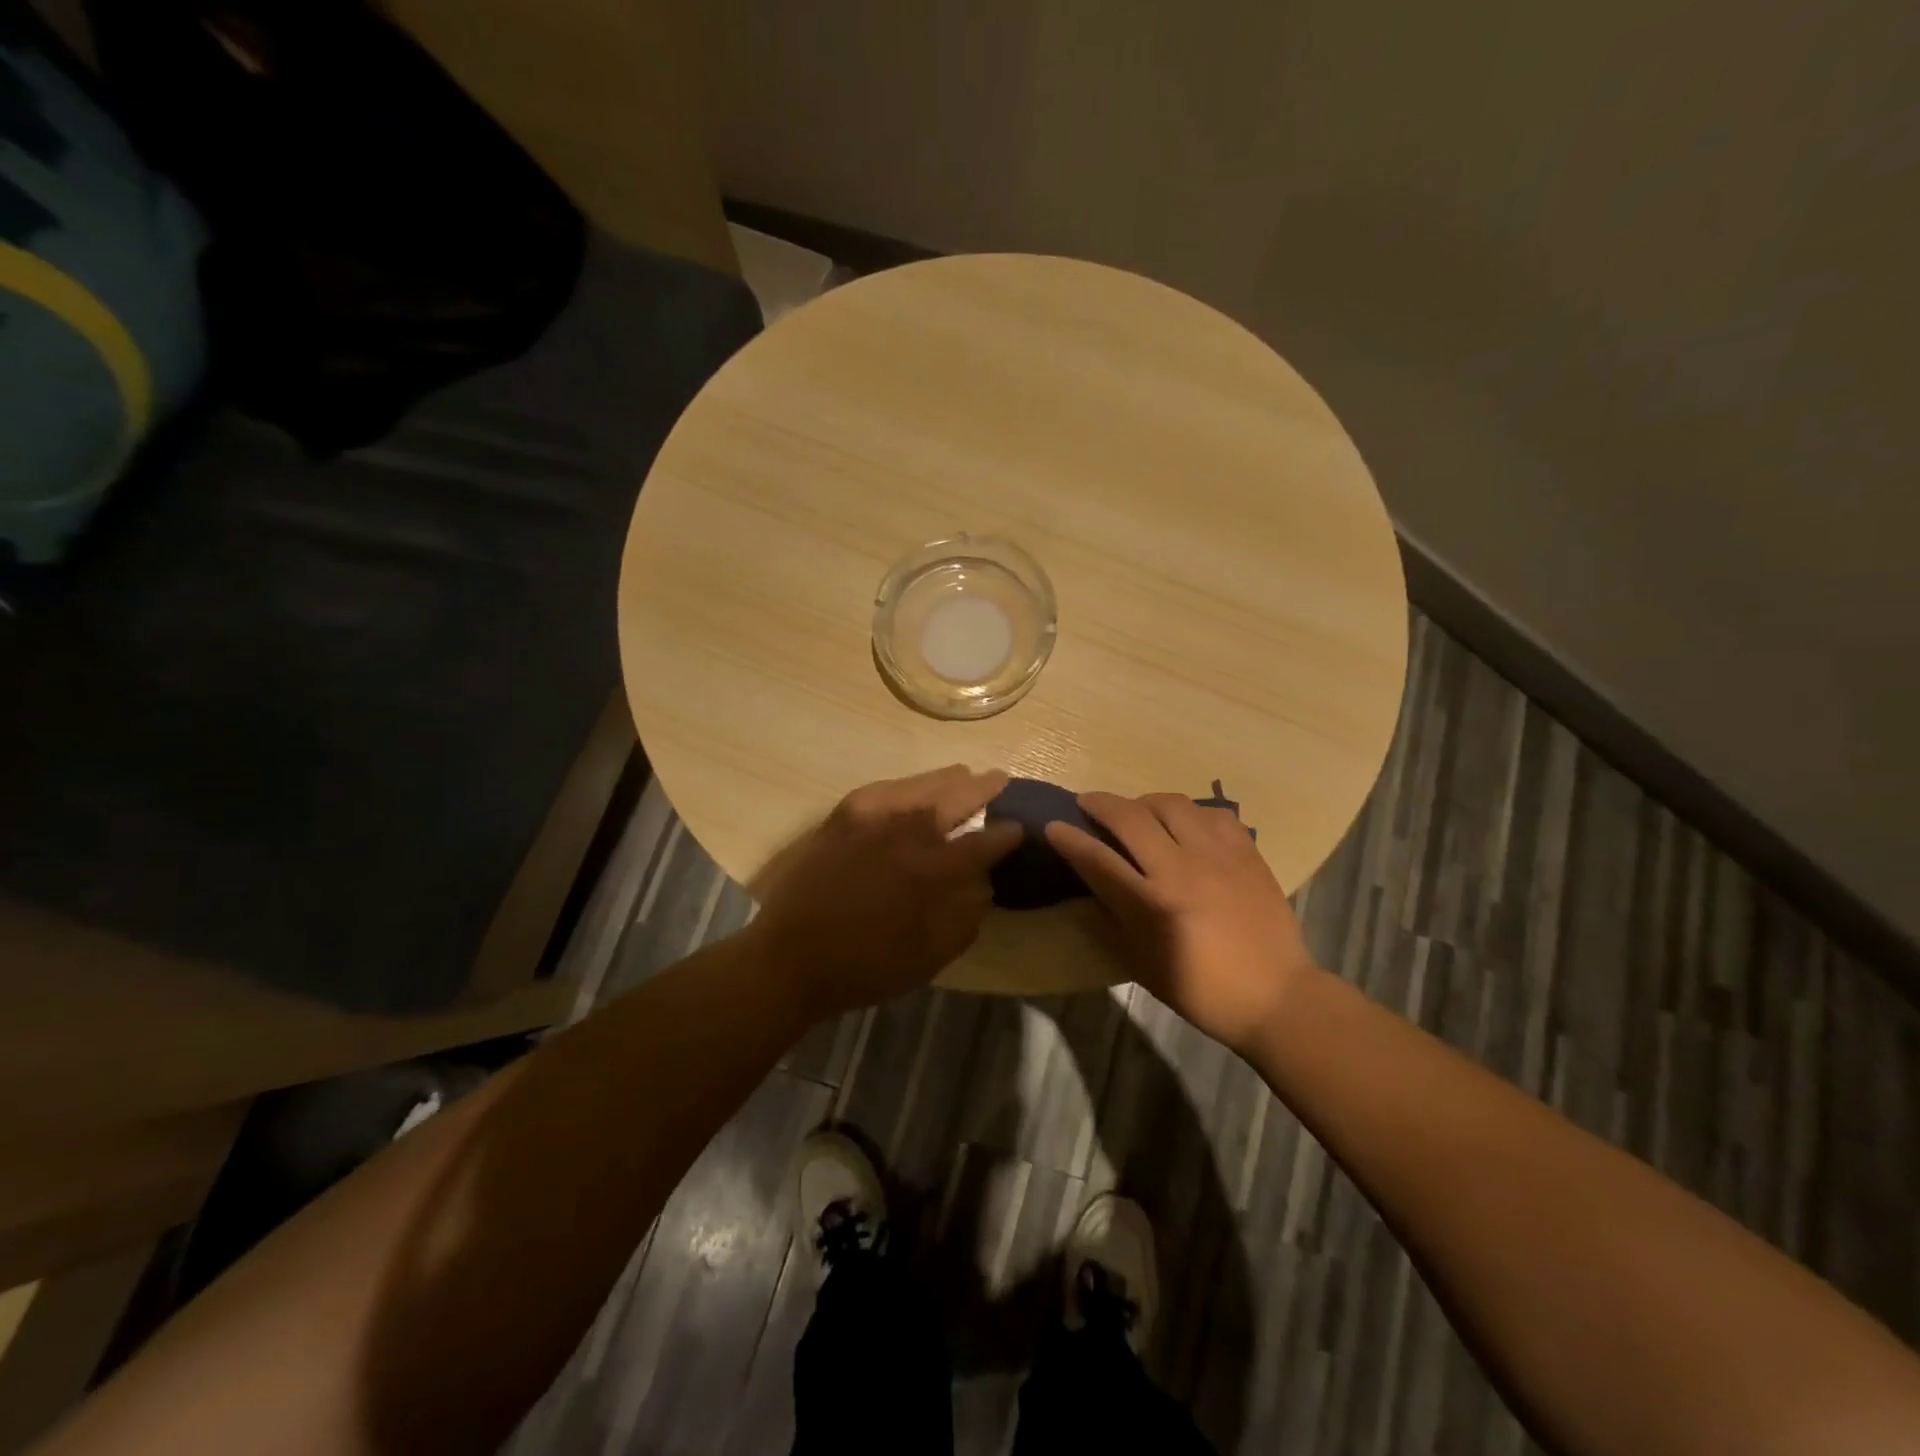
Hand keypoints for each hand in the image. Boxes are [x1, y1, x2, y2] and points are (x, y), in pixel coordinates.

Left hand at [749, 766, 1022, 1018]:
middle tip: (1000, 781)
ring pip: (920, 785)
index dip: (1007, 834)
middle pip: (955, 797)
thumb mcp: (930, 955)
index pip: (983, 841)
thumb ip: (965, 915)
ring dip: (948, 781)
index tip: (1020, 828)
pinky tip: (915, 788)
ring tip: (965, 776)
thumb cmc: (866, 966)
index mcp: (931, 869)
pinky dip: (907, 785)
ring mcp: (871, 817)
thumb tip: (984, 882)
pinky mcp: (843, 816)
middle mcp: (905, 831)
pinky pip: (884, 789)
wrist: (791, 959)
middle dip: (983, 788)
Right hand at [1047, 792, 1320, 1054]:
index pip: (1097, 859)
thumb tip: (1083, 888)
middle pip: (1130, 817)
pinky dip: (1189, 812)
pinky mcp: (1247, 851)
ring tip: (1136, 812)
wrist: (1275, 995)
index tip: (1053, 825)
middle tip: (1087, 803)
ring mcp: (1218, 855)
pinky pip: (1212, 813)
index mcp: (1152, 904)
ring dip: (1143, 802)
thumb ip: (1108, 920)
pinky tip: (1184, 824)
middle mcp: (1181, 869)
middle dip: (1100, 804)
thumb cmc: (1200, 989)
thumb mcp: (1141, 964)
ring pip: (1171, 804)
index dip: (1069, 839)